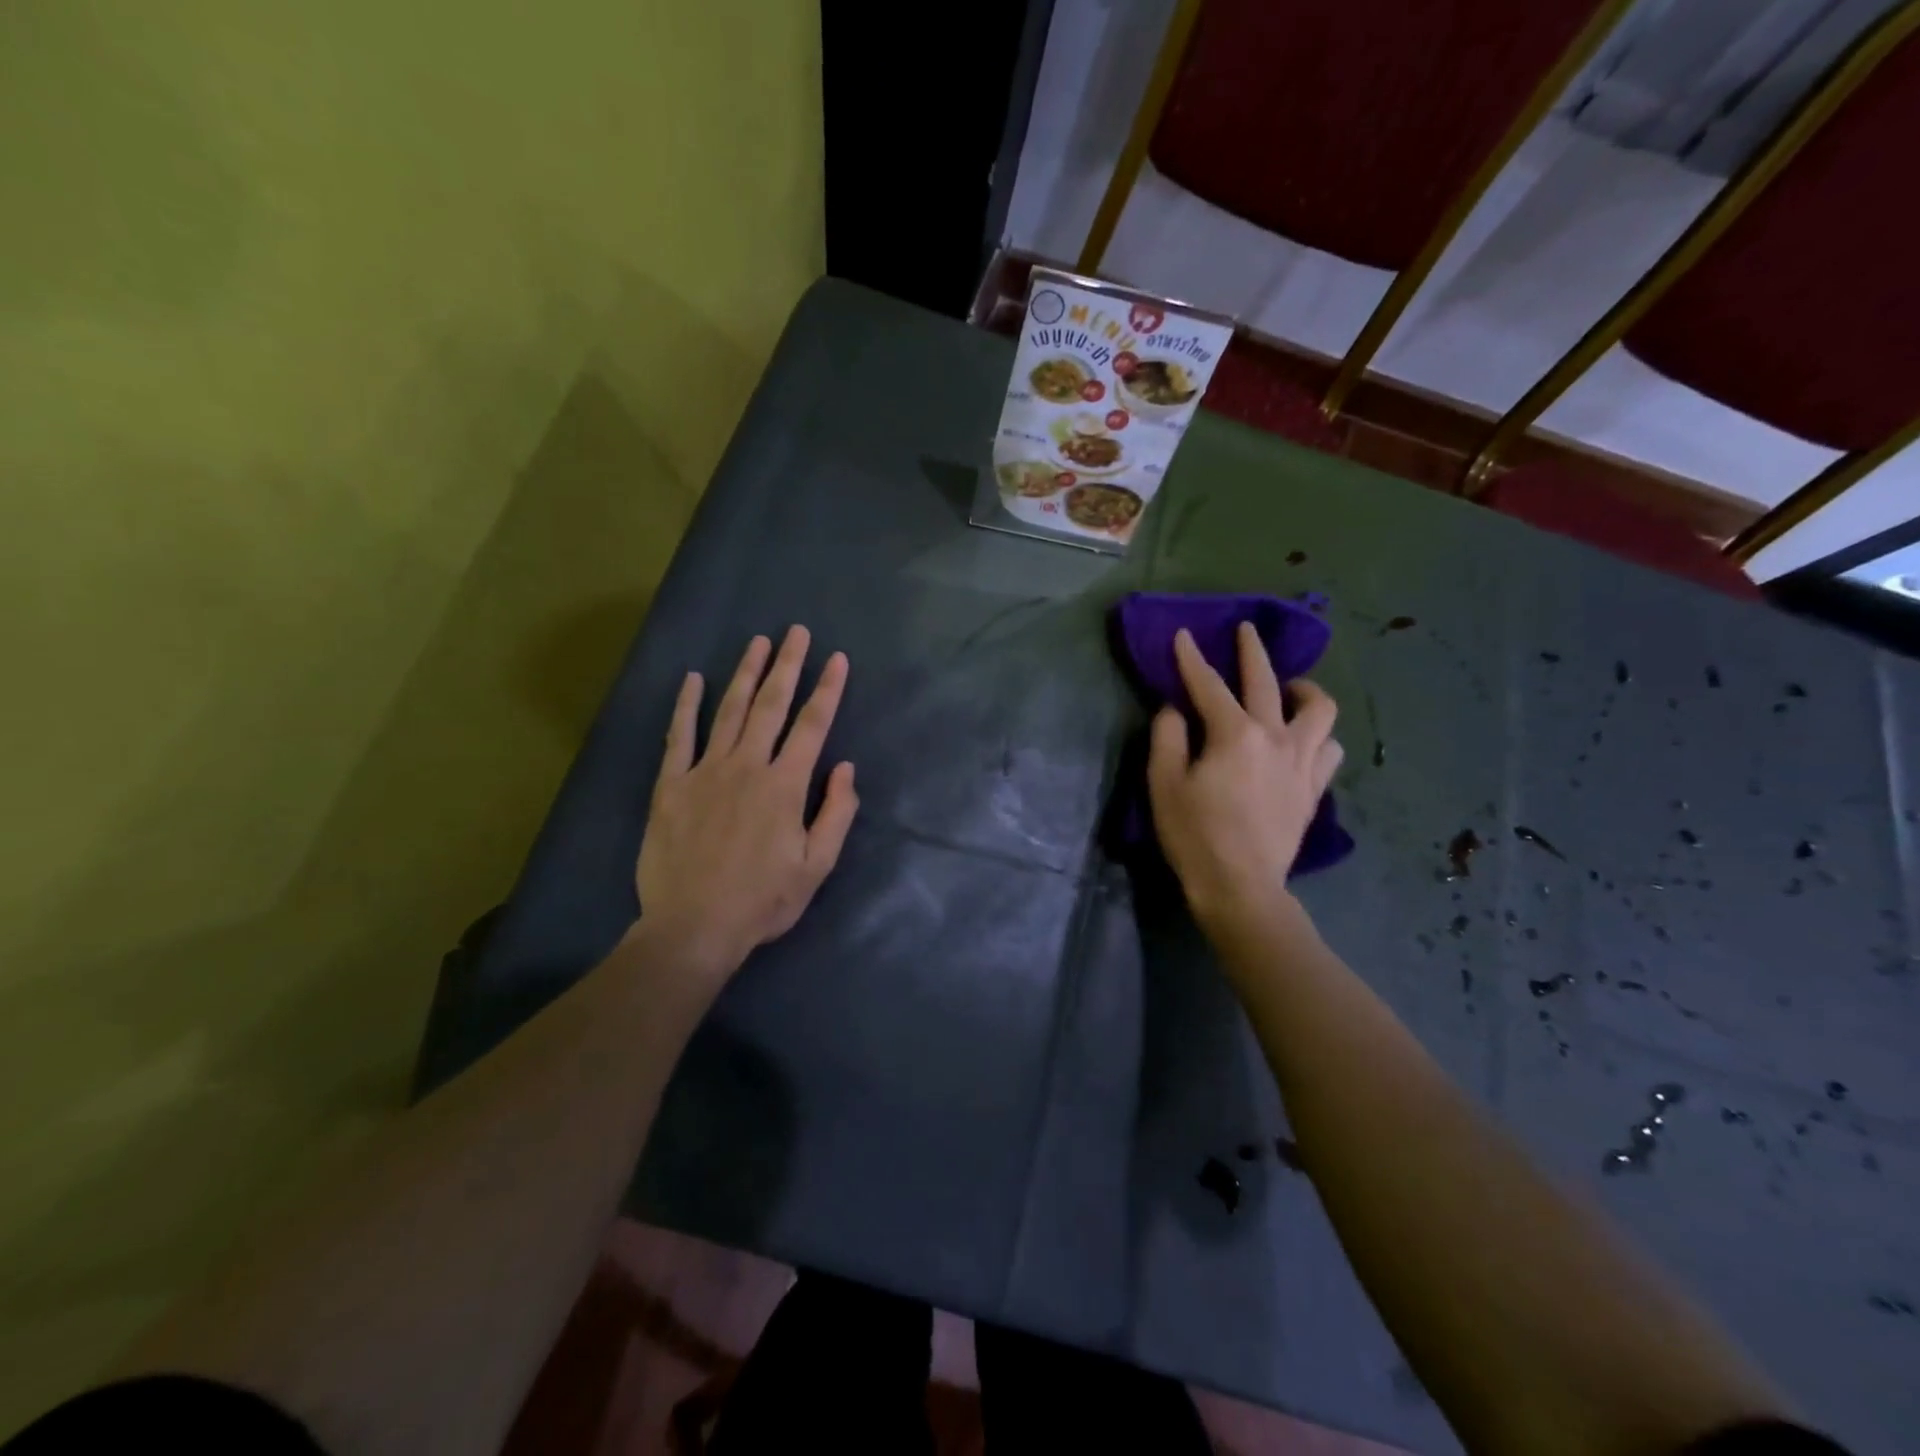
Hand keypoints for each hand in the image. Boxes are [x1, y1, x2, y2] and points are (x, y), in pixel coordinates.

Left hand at [636, 626, 858, 980]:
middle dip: (788, 665)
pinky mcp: (672, 785)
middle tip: (796, 632)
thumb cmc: (762, 901)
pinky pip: (679, 736)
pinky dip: (686, 705)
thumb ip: (836, 813)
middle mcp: (747, 766)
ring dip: (746, 674)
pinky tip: (693, 679)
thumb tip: (845, 768)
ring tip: (757, 642)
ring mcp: (705, 772)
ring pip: (730, 710)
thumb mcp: (817, 866)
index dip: (828, 689)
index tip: (837, 659)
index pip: (813, 726)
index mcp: (785, 786)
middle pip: (772, 705)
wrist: (693, 926)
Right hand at [1147, 623, 1341, 936]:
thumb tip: (1176, 710)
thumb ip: (1168, 737)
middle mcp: (1276, 737)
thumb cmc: (1195, 835)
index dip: (1192, 658)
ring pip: (1320, 711)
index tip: (1184, 635)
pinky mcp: (1313, 788)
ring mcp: (1302, 763)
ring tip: (1289, 691)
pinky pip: (1329, 749)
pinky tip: (1304, 740)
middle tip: (1247, 631)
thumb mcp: (1164, 783)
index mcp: (1235, 734)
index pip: (1209, 685)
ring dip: (1303, 692)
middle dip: (1253, 651)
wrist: (1241, 886)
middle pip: (1268, 682)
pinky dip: (1318, 736)